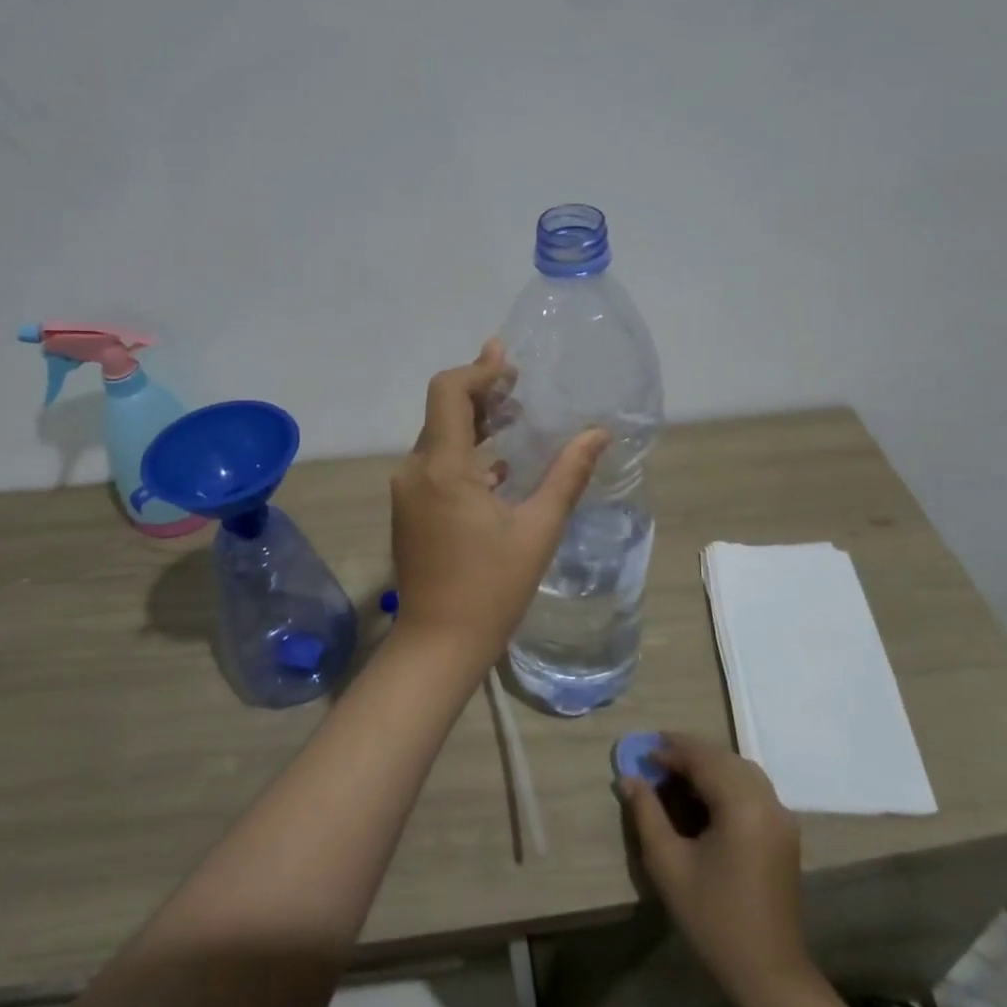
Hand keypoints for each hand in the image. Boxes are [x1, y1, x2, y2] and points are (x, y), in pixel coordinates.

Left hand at [390, 340, 607, 675]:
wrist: (438, 643)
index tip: (508, 363)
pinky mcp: (409, 509)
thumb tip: (598, 433)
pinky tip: (497, 465)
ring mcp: (407, 491)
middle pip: (442, 410)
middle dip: (480, 391)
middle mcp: (416, 470)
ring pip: (437, 437)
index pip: (448, 392)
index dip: (478, 370)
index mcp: (443, 468)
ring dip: (473, 421)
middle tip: (518, 384)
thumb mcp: (538, 530)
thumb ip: (567, 475)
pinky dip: (463, 452)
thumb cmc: (491, 588)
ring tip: (514, 417)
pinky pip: (434, 464)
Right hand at [621, 733, 814, 1001]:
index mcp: (742, 805)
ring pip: (740, 770)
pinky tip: (703, 796)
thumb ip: (646, 813)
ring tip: (675, 772)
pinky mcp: (784, 833)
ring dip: (709, 764)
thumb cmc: (713, 919)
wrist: (769, 975)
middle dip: (689, 753)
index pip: (703, 759)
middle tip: (655, 758)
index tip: (642, 756)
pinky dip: (726, 780)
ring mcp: (781, 817)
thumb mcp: (668, 865)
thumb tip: (629, 778)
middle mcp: (767, 802)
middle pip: (724, 758)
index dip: (670, 752)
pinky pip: (752, 789)